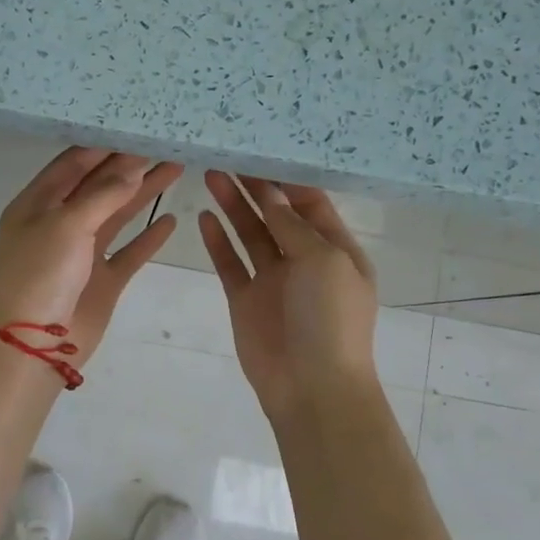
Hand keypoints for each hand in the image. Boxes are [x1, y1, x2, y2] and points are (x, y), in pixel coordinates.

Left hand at [0, 148, 182, 366]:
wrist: (34, 343)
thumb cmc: (41, 274)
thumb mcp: (67, 224)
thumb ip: (103, 194)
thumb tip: (133, 167)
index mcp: (38, 204)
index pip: (73, 164)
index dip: (104, 146)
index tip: (137, 128)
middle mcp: (59, 223)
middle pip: (98, 186)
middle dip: (130, 165)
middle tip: (165, 144)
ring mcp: (82, 253)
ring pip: (117, 215)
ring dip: (144, 193)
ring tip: (176, 168)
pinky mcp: (102, 279)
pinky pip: (129, 252)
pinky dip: (148, 237)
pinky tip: (169, 220)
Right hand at [200, 172, 379, 421]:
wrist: (311, 387)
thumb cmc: (330, 319)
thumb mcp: (324, 261)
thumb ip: (294, 226)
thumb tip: (272, 194)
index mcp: (336, 250)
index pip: (311, 204)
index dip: (286, 180)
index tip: (260, 152)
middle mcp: (304, 261)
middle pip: (276, 215)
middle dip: (255, 188)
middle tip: (228, 157)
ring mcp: (273, 281)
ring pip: (250, 234)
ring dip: (233, 206)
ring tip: (211, 175)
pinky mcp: (244, 300)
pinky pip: (229, 263)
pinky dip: (218, 241)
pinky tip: (204, 217)